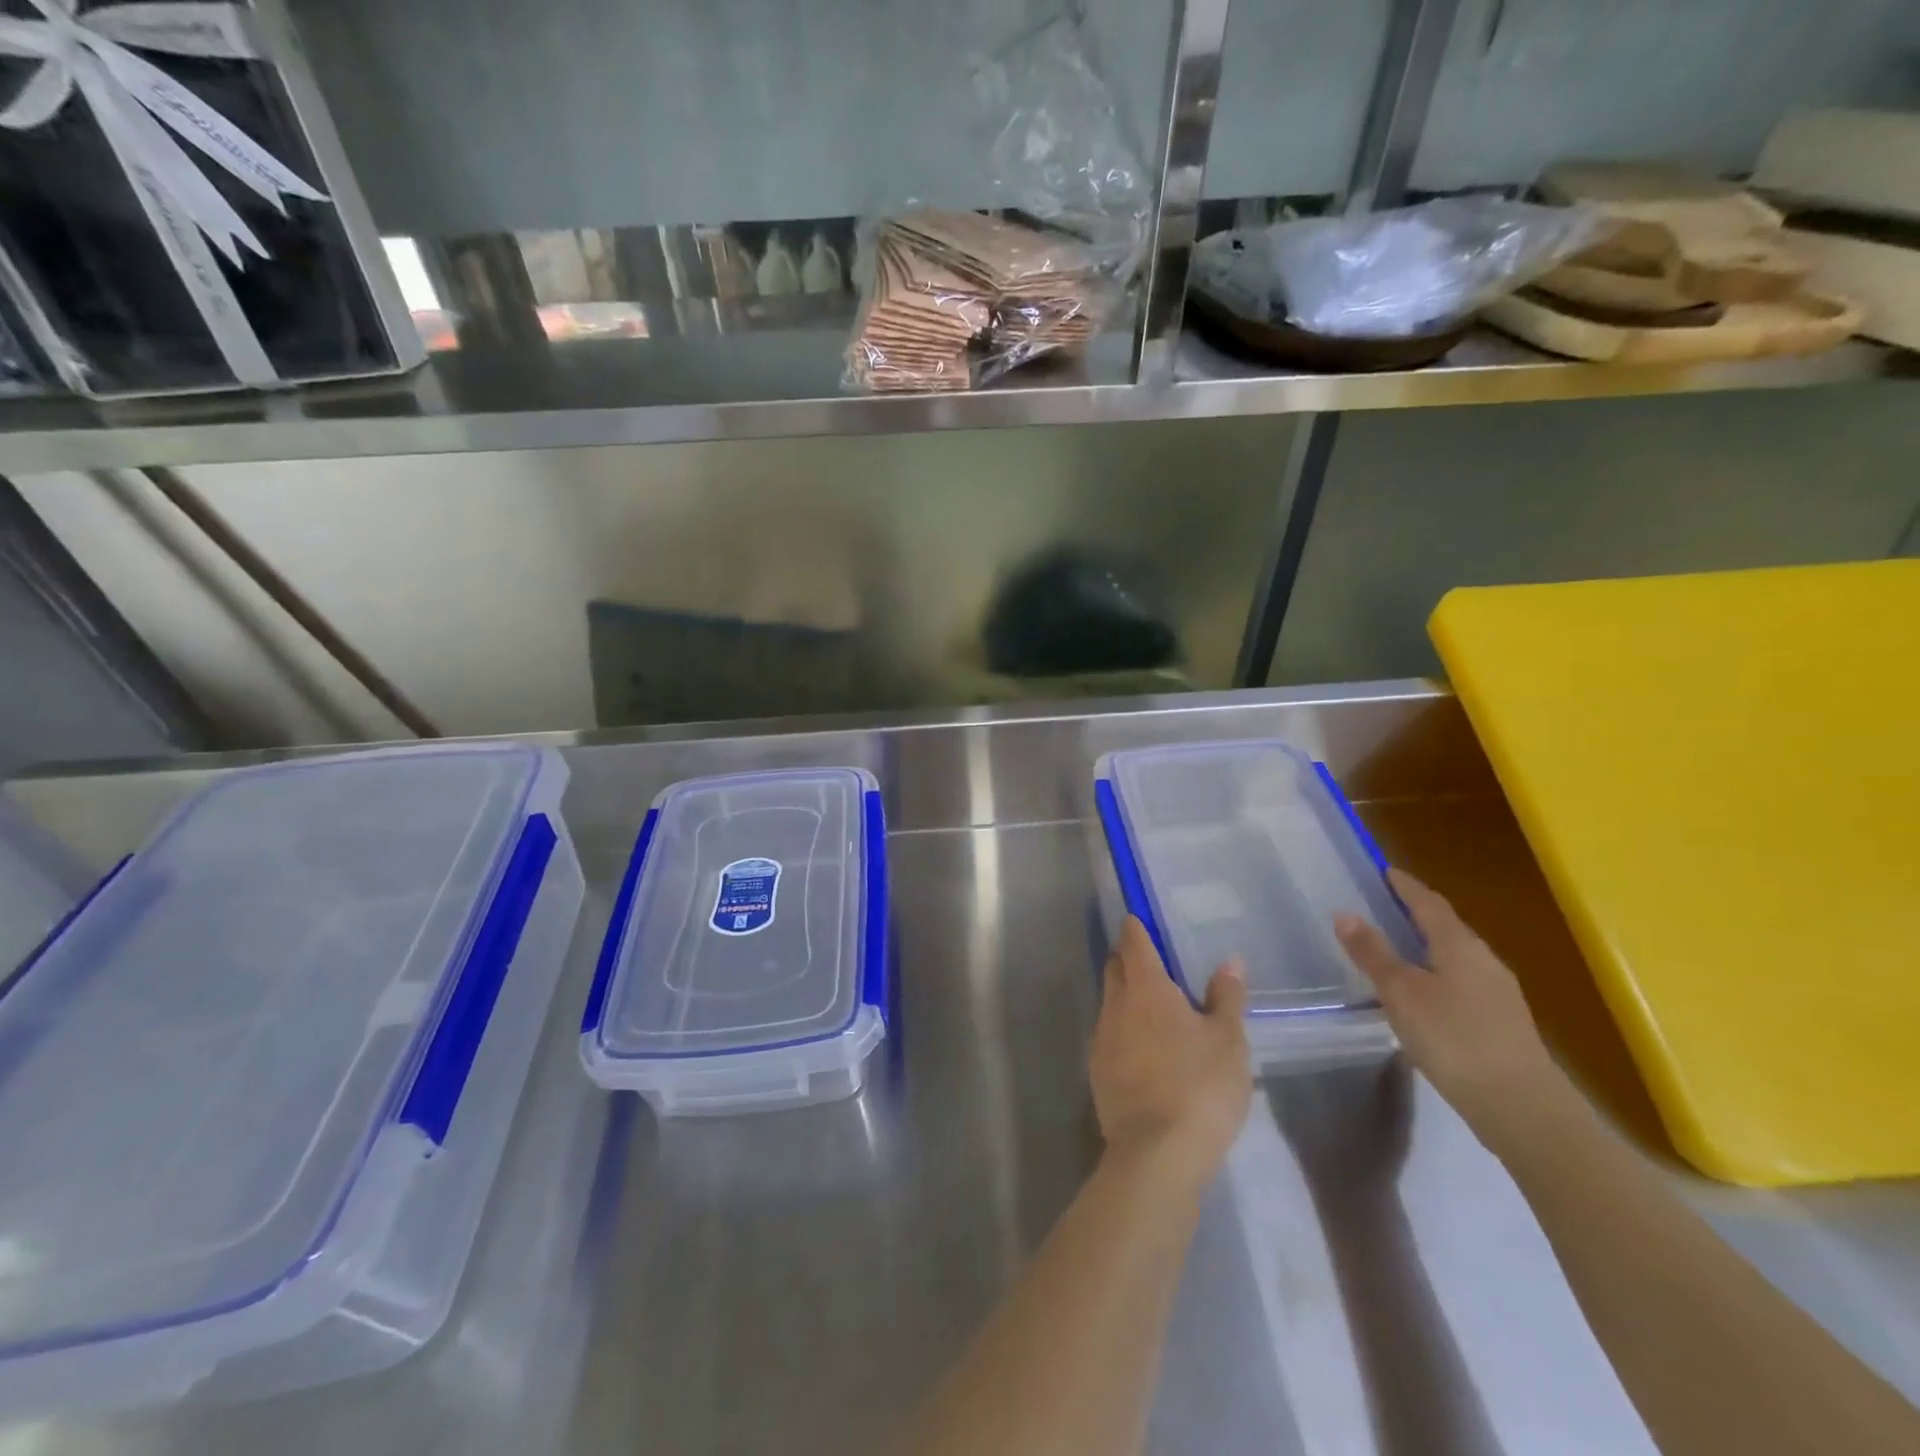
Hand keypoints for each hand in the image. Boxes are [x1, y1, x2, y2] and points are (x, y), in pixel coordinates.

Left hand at [1090, 917, 1251, 1192]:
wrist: (1156, 1154)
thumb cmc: (1199, 1086)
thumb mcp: (1228, 1041)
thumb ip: (1227, 997)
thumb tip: (1229, 961)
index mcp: (1146, 988)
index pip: (1134, 943)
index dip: (1136, 928)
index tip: (1139, 919)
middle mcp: (1116, 1005)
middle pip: (1116, 968)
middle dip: (1128, 958)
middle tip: (1152, 960)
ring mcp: (1101, 1039)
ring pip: (1110, 1002)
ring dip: (1126, 996)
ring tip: (1153, 1005)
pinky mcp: (1097, 1072)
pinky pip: (1109, 1035)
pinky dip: (1124, 1029)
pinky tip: (1144, 1047)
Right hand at [1334, 868, 1566, 1144]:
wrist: (1522, 1108)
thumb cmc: (1453, 1038)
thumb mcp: (1400, 993)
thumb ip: (1373, 953)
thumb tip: (1345, 913)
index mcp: (1459, 945)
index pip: (1428, 902)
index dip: (1405, 885)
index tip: (1384, 871)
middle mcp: (1484, 960)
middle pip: (1446, 927)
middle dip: (1416, 914)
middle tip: (1384, 908)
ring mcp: (1499, 993)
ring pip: (1456, 957)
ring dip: (1427, 947)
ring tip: (1397, 951)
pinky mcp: (1503, 1023)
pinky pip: (1463, 983)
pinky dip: (1438, 976)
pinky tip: (1424, 996)